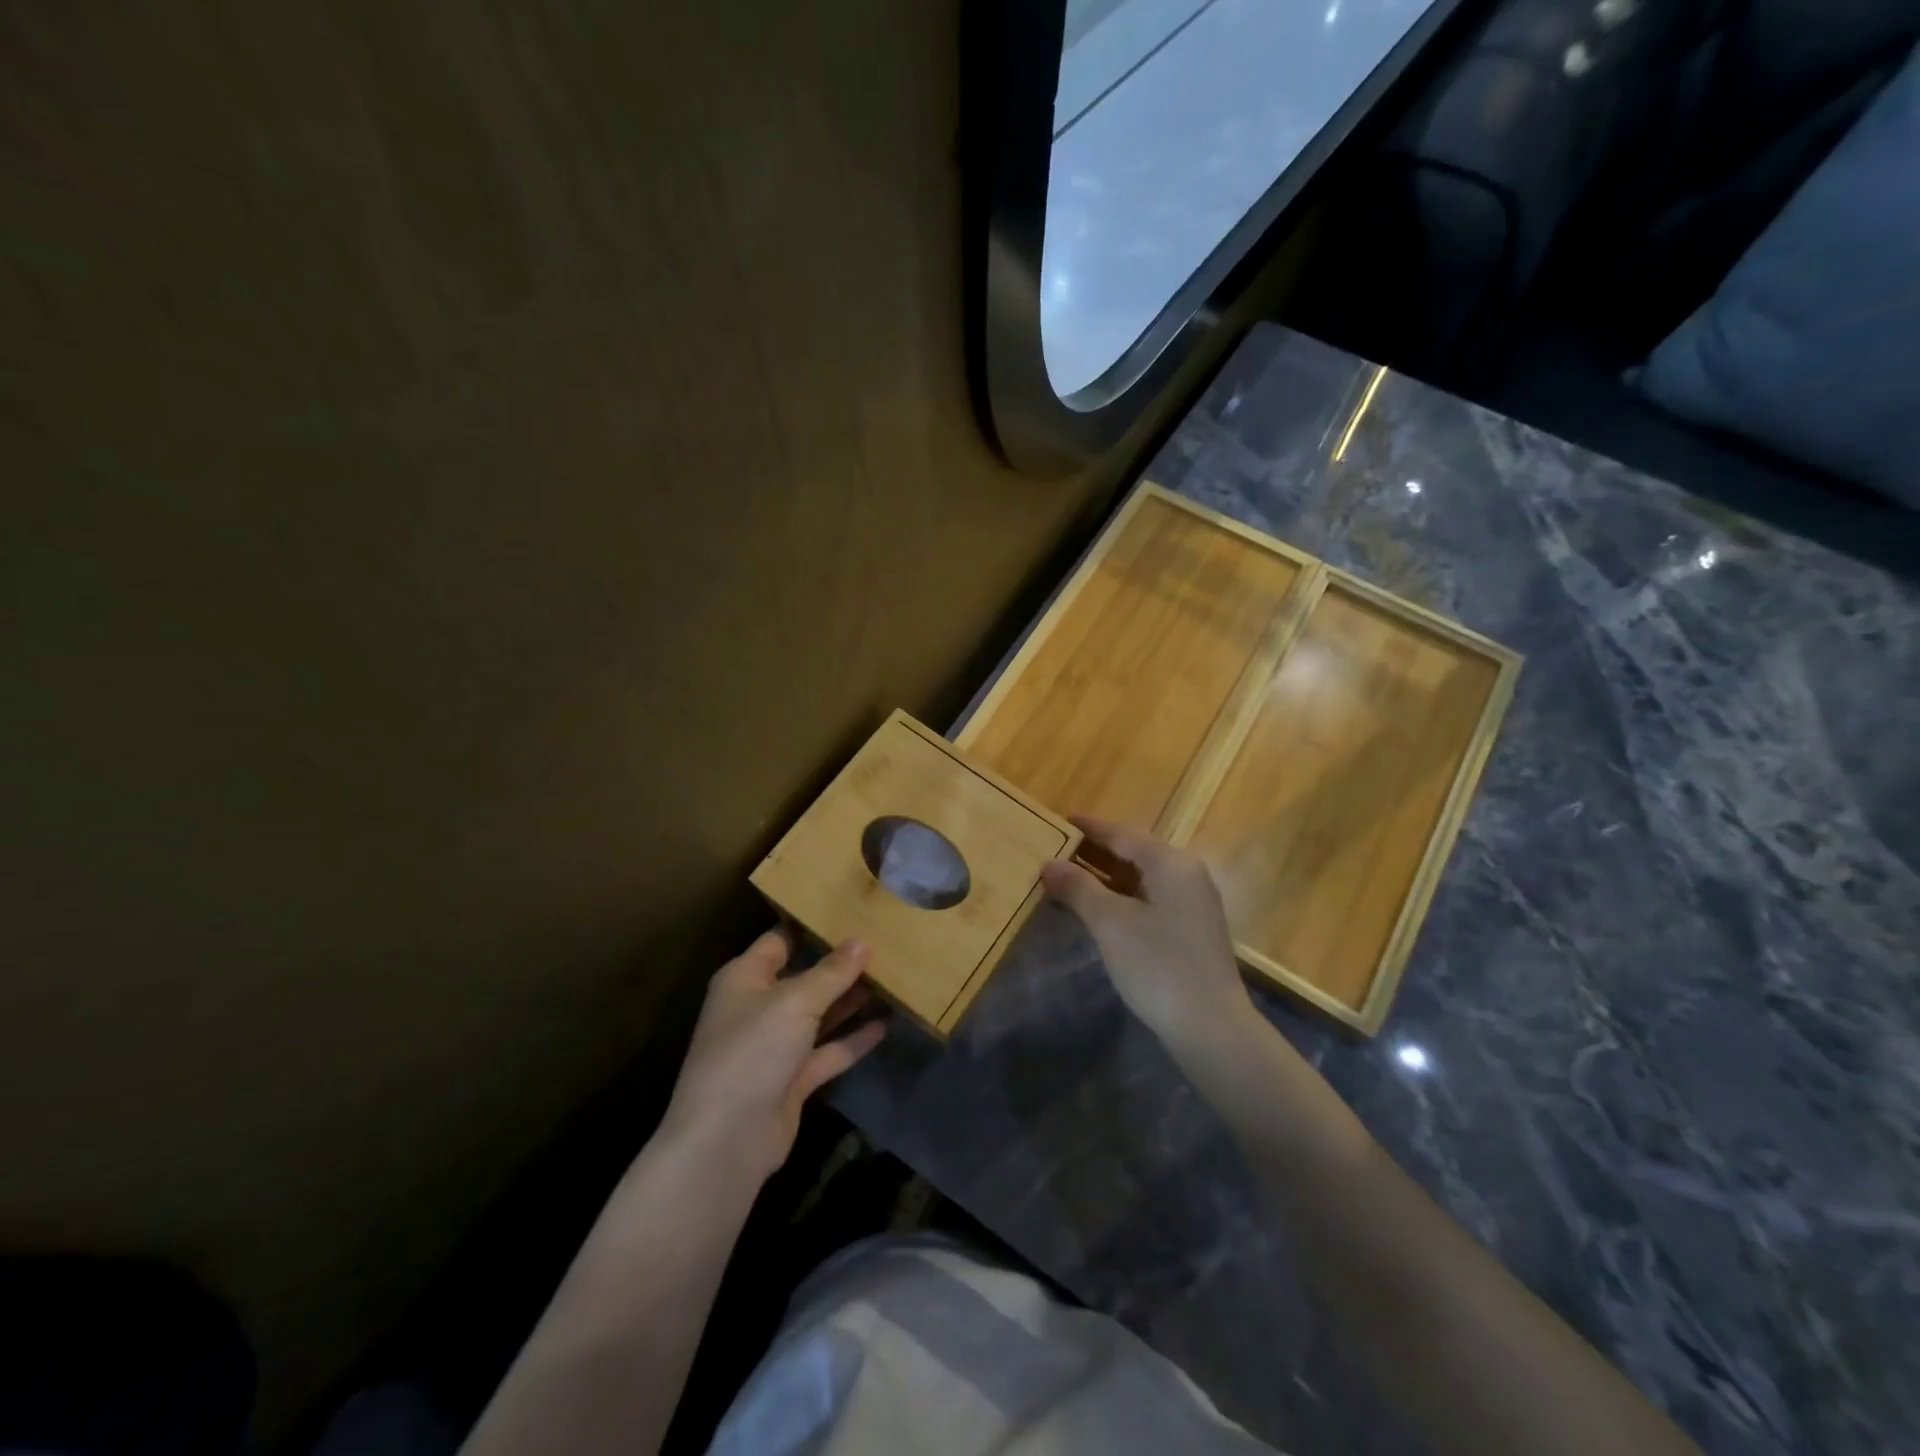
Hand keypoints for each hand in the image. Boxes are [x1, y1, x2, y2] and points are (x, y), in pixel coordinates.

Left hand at [661, 931, 885, 1181]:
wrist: (726, 1140)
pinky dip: (853, 1040)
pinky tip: (885, 1025)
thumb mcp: (795, 1002)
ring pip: (819, 1014)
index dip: (813, 925)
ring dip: (850, 1000)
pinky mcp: (792, 1079)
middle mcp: (758, 1007)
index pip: (780, 940)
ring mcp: (775, 1045)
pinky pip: (828, 1050)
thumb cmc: (752, 1051)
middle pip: (804, 976)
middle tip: (884, 943)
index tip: (852, 910)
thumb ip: (832, 972)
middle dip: (840, 964)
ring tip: (892, 978)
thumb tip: (863, 941)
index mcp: (745, 978)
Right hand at [1041, 816, 1254, 1051]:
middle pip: (1133, 854)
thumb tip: (1049, 864)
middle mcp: (1186, 875)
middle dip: (1092, 854)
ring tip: (1065, 879)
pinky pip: (1148, 901)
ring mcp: (1191, 904)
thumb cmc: (1159, 965)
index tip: (1057, 821)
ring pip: (1140, 880)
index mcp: (1171, 863)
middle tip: (1053, 850)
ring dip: (1104, 879)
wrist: (1211, 1029)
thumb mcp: (1110, 923)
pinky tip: (1094, 910)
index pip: (1122, 834)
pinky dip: (1119, 899)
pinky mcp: (1190, 931)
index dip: (1088, 828)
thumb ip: (1078, 887)